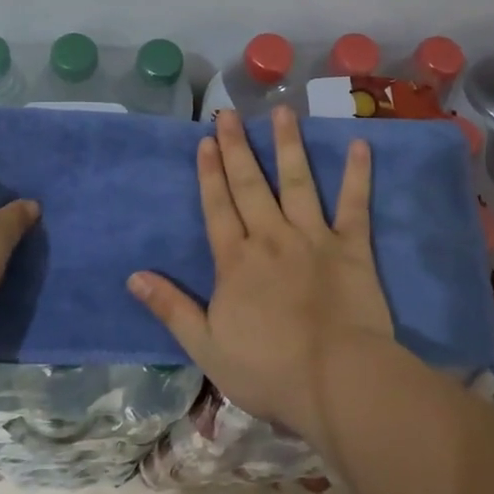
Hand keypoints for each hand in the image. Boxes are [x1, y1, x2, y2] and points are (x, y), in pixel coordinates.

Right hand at [127, 107, 392, 436]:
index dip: (209, 173)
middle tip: (229, 112)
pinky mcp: (352, 248)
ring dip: (288, 145)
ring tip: (283, 112)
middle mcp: (271, 237)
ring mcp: (313, 238)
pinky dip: (357, 175)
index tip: (206, 140)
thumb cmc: (268, 370)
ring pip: (297, 182)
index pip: (217, 207)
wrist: (336, 382)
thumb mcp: (206, 346)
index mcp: (236, 261)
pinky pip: (354, 205)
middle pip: (250, 185)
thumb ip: (171, 308)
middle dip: (237, 146)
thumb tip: (134, 276)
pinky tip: (359, 145)